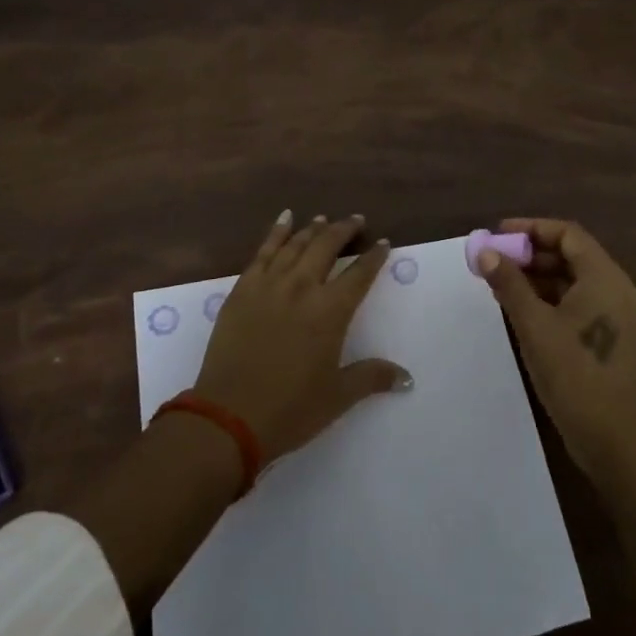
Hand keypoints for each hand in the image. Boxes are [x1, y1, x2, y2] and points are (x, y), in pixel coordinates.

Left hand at [192, 211, 412, 460]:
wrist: (228, 416)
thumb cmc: (290, 409)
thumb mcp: (337, 397)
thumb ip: (372, 378)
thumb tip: (407, 378)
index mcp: (330, 311)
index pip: (359, 274)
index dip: (374, 257)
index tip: (383, 243)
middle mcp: (302, 287)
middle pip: (327, 246)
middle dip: (344, 230)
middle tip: (356, 220)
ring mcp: (269, 284)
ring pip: (296, 243)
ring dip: (312, 228)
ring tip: (323, 219)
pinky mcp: (242, 289)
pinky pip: (263, 251)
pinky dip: (276, 232)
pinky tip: (284, 219)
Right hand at [476, 218, 635, 478]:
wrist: (610, 440)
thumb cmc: (572, 375)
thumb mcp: (533, 325)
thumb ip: (509, 283)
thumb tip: (485, 252)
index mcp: (607, 279)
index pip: (569, 235)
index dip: (532, 229)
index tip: (499, 234)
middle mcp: (620, 289)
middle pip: (574, 255)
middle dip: (533, 254)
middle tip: (497, 259)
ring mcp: (622, 314)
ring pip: (578, 279)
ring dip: (541, 276)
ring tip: (503, 282)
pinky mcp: (617, 335)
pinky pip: (583, 300)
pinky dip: (555, 297)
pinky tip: (524, 306)